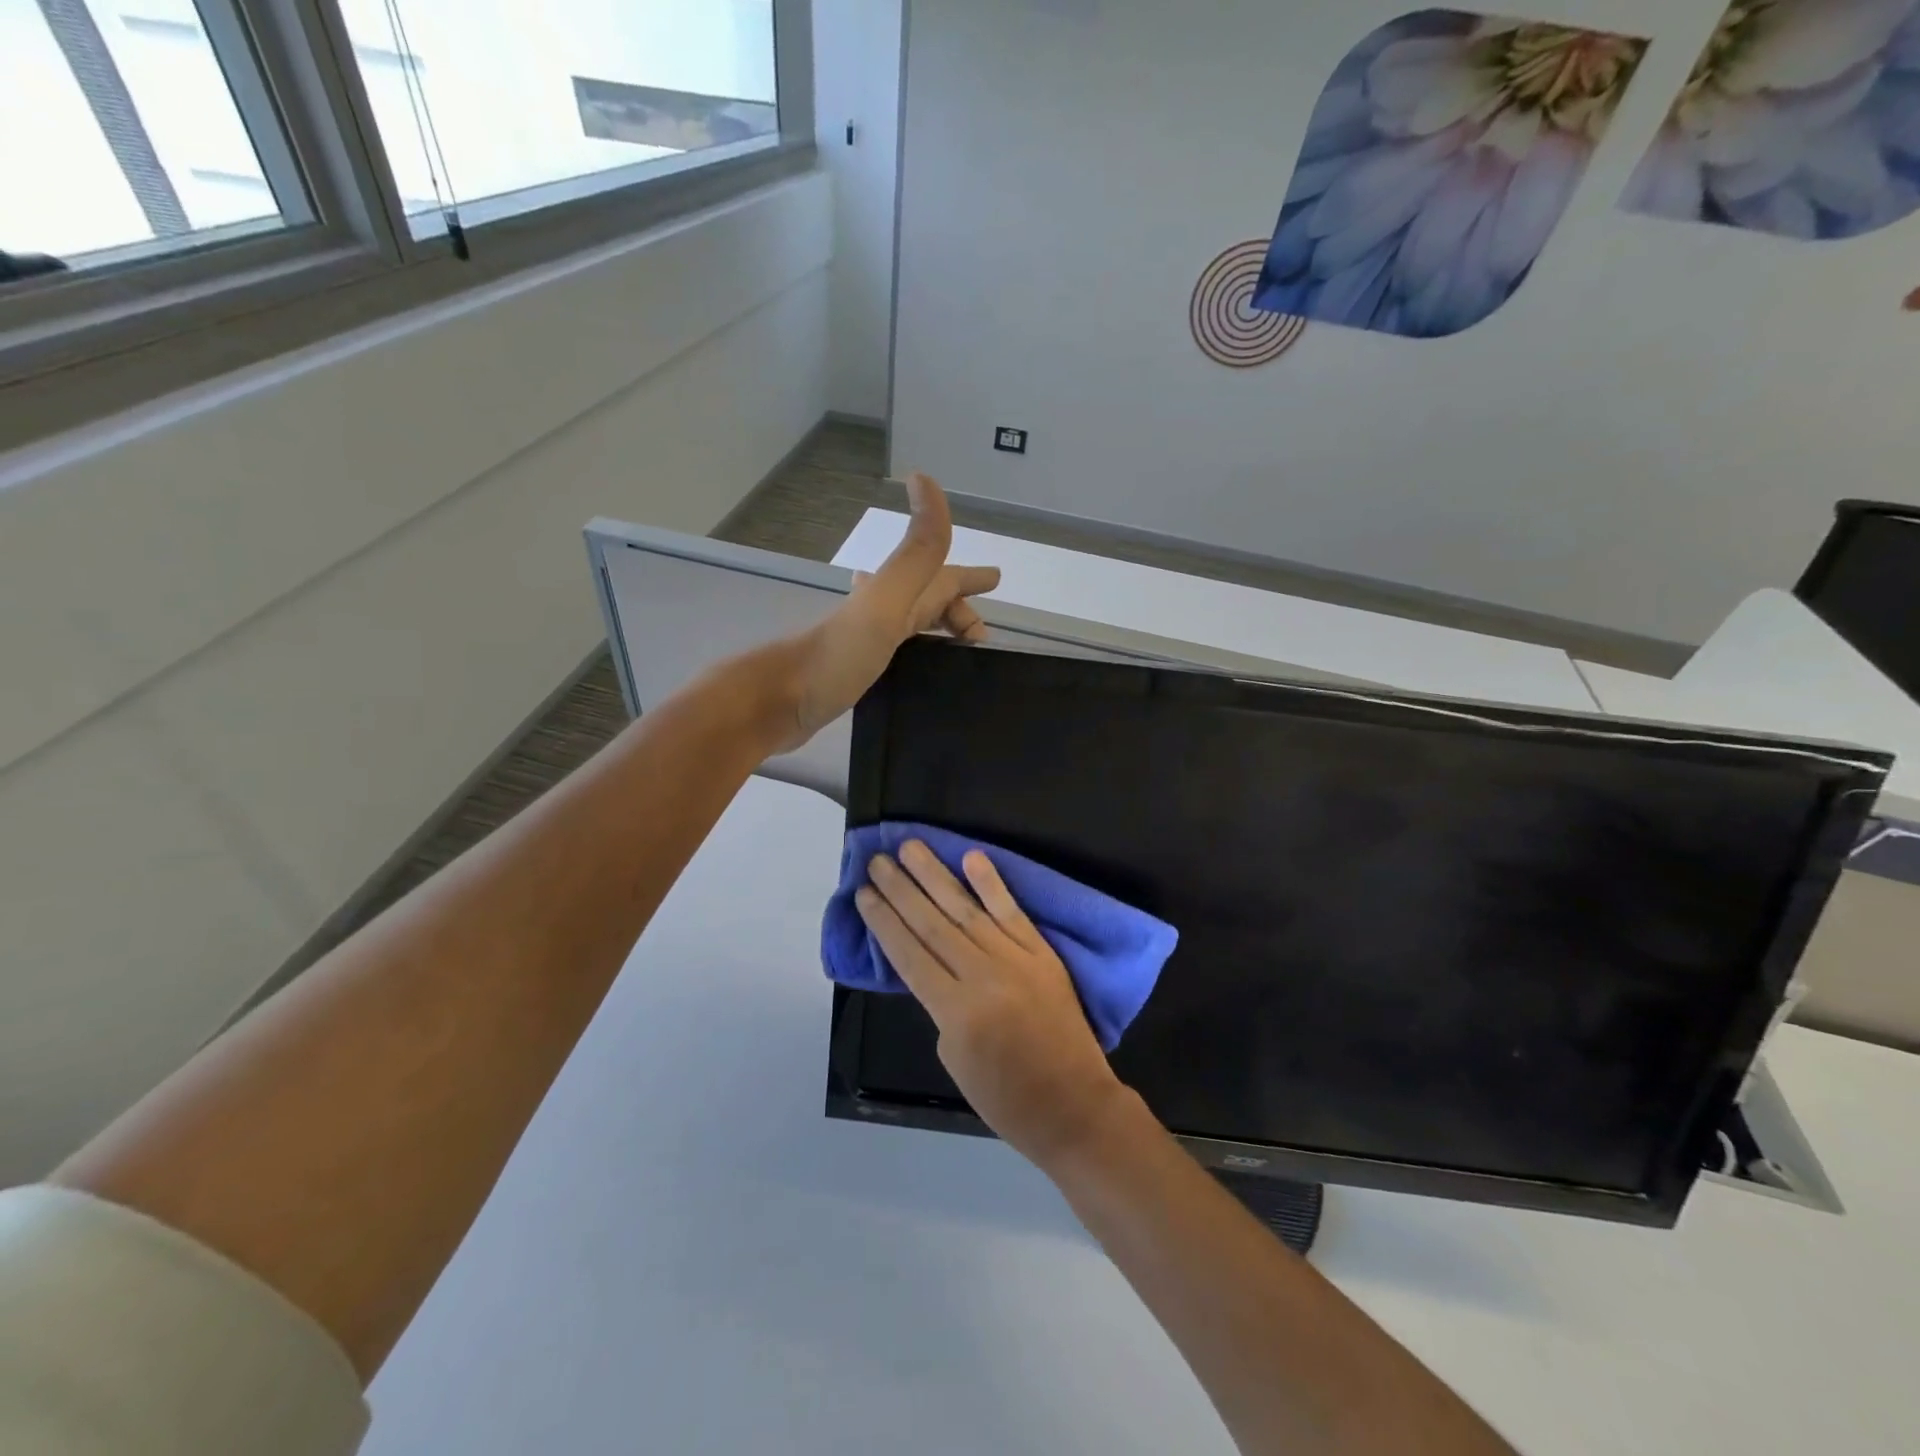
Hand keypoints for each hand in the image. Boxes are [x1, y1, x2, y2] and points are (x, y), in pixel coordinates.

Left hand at [781, 474, 999, 749]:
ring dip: (936, 628)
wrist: (777, 703)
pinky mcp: (856, 673)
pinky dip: (914, 652)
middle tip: (981, 634)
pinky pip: (897, 653)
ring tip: (958, 647)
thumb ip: (915, 553)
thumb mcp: (886, 602)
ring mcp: (865, 643)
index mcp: (892, 594)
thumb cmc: (837, 656)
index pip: (942, 578)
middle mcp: (879, 612)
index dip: (969, 577)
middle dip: (957, 607)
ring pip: (912, 627)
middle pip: (928, 601)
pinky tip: (914, 667)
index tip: (996, 579)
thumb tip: (925, 479)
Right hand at [856, 841, 1134, 1169]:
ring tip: (911, 848)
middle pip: (932, 924)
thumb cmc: (1007, 1098)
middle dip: (901, 890)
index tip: (863, 894)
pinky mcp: (1041, 953)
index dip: (884, 922)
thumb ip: (943, 1008)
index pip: (910, 955)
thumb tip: (939, 969)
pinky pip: (1013, 912)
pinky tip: (971, 857)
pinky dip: (991, 884)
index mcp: (955, 1010)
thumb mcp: (955, 1060)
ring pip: (966, 910)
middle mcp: (982, 975)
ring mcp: (1015, 959)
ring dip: (935, 876)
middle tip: (877, 860)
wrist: (1074, 1105)